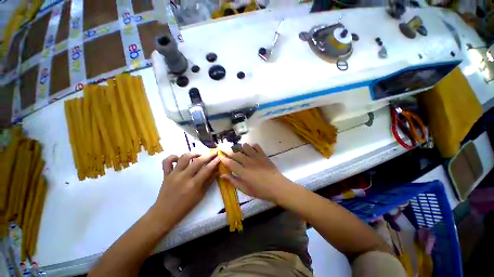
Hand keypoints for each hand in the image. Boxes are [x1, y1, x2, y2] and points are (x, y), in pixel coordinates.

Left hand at [151, 153, 219, 229]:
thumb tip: (216, 171)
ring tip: (199, 155)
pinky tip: (179, 158)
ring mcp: (173, 174)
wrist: (165, 213)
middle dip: (208, 155)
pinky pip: (167, 161)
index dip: (214, 162)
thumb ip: (209, 181)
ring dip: (193, 154)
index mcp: (194, 185)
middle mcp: (184, 177)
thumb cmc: (186, 206)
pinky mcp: (165, 174)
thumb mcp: (201, 195)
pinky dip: (173, 157)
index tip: (219, 157)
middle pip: (197, 161)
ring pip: (184, 158)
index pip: (207, 169)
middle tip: (213, 153)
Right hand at [219, 143, 296, 202]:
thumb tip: (222, 175)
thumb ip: (233, 181)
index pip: (230, 163)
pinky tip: (251, 148)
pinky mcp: (263, 155)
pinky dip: (252, 146)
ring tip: (238, 149)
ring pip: (245, 147)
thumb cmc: (260, 191)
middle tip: (222, 147)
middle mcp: (248, 162)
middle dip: (228, 150)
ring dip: (240, 147)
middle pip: (236, 154)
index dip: (223, 159)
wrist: (277, 187)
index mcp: (243, 172)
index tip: (219, 156)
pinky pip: (256, 147)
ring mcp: (256, 157)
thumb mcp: (245, 189)